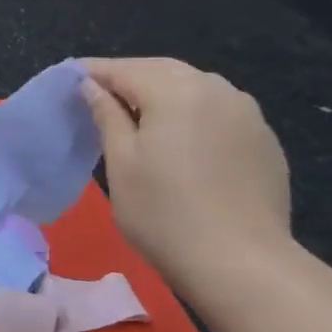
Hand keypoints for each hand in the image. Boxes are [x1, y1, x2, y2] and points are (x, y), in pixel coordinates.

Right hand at [80, 58, 293, 294]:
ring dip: (162, 92)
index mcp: (176, 92)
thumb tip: (91, 86)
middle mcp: (217, 90)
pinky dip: (192, 113)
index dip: (93, 72)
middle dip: (129, 77)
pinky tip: (180, 138)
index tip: (68, 79)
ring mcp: (247, 114)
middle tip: (98, 94)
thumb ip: (106, 115)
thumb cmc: (163, 212)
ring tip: (136, 114)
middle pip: (163, 70)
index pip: (125, 69)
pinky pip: (219, 111)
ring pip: (195, 87)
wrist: (240, 262)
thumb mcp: (121, 162)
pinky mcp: (263, 140)